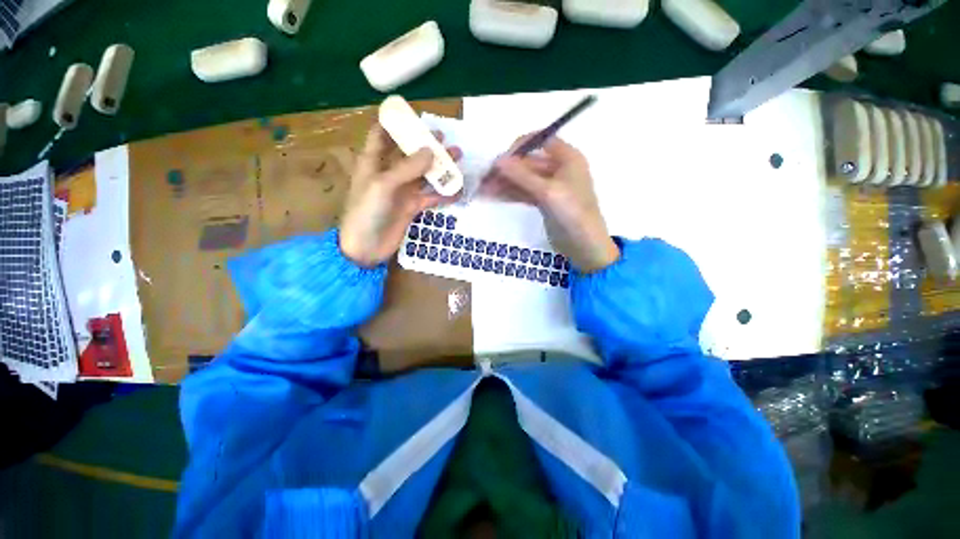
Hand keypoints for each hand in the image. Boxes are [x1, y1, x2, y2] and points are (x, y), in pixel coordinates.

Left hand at [339, 124, 460, 266]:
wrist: (366, 248)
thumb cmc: (366, 212)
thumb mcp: (384, 185)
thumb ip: (407, 168)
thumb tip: (431, 151)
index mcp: (373, 162)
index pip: (382, 135)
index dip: (395, 124)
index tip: (413, 116)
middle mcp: (389, 173)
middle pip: (409, 154)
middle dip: (426, 145)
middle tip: (445, 138)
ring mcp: (402, 191)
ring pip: (424, 174)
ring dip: (440, 167)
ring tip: (458, 158)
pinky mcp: (412, 207)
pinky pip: (431, 197)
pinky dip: (444, 194)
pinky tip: (458, 190)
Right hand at [484, 136, 618, 272]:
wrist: (584, 246)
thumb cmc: (572, 213)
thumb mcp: (547, 192)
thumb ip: (522, 175)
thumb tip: (497, 160)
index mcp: (567, 158)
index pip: (540, 141)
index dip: (519, 148)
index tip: (500, 161)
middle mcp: (559, 169)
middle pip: (528, 163)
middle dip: (506, 170)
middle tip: (484, 179)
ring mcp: (551, 187)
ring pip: (524, 180)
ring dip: (505, 183)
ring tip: (483, 190)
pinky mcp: (544, 203)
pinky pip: (524, 193)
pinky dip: (510, 194)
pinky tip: (493, 197)